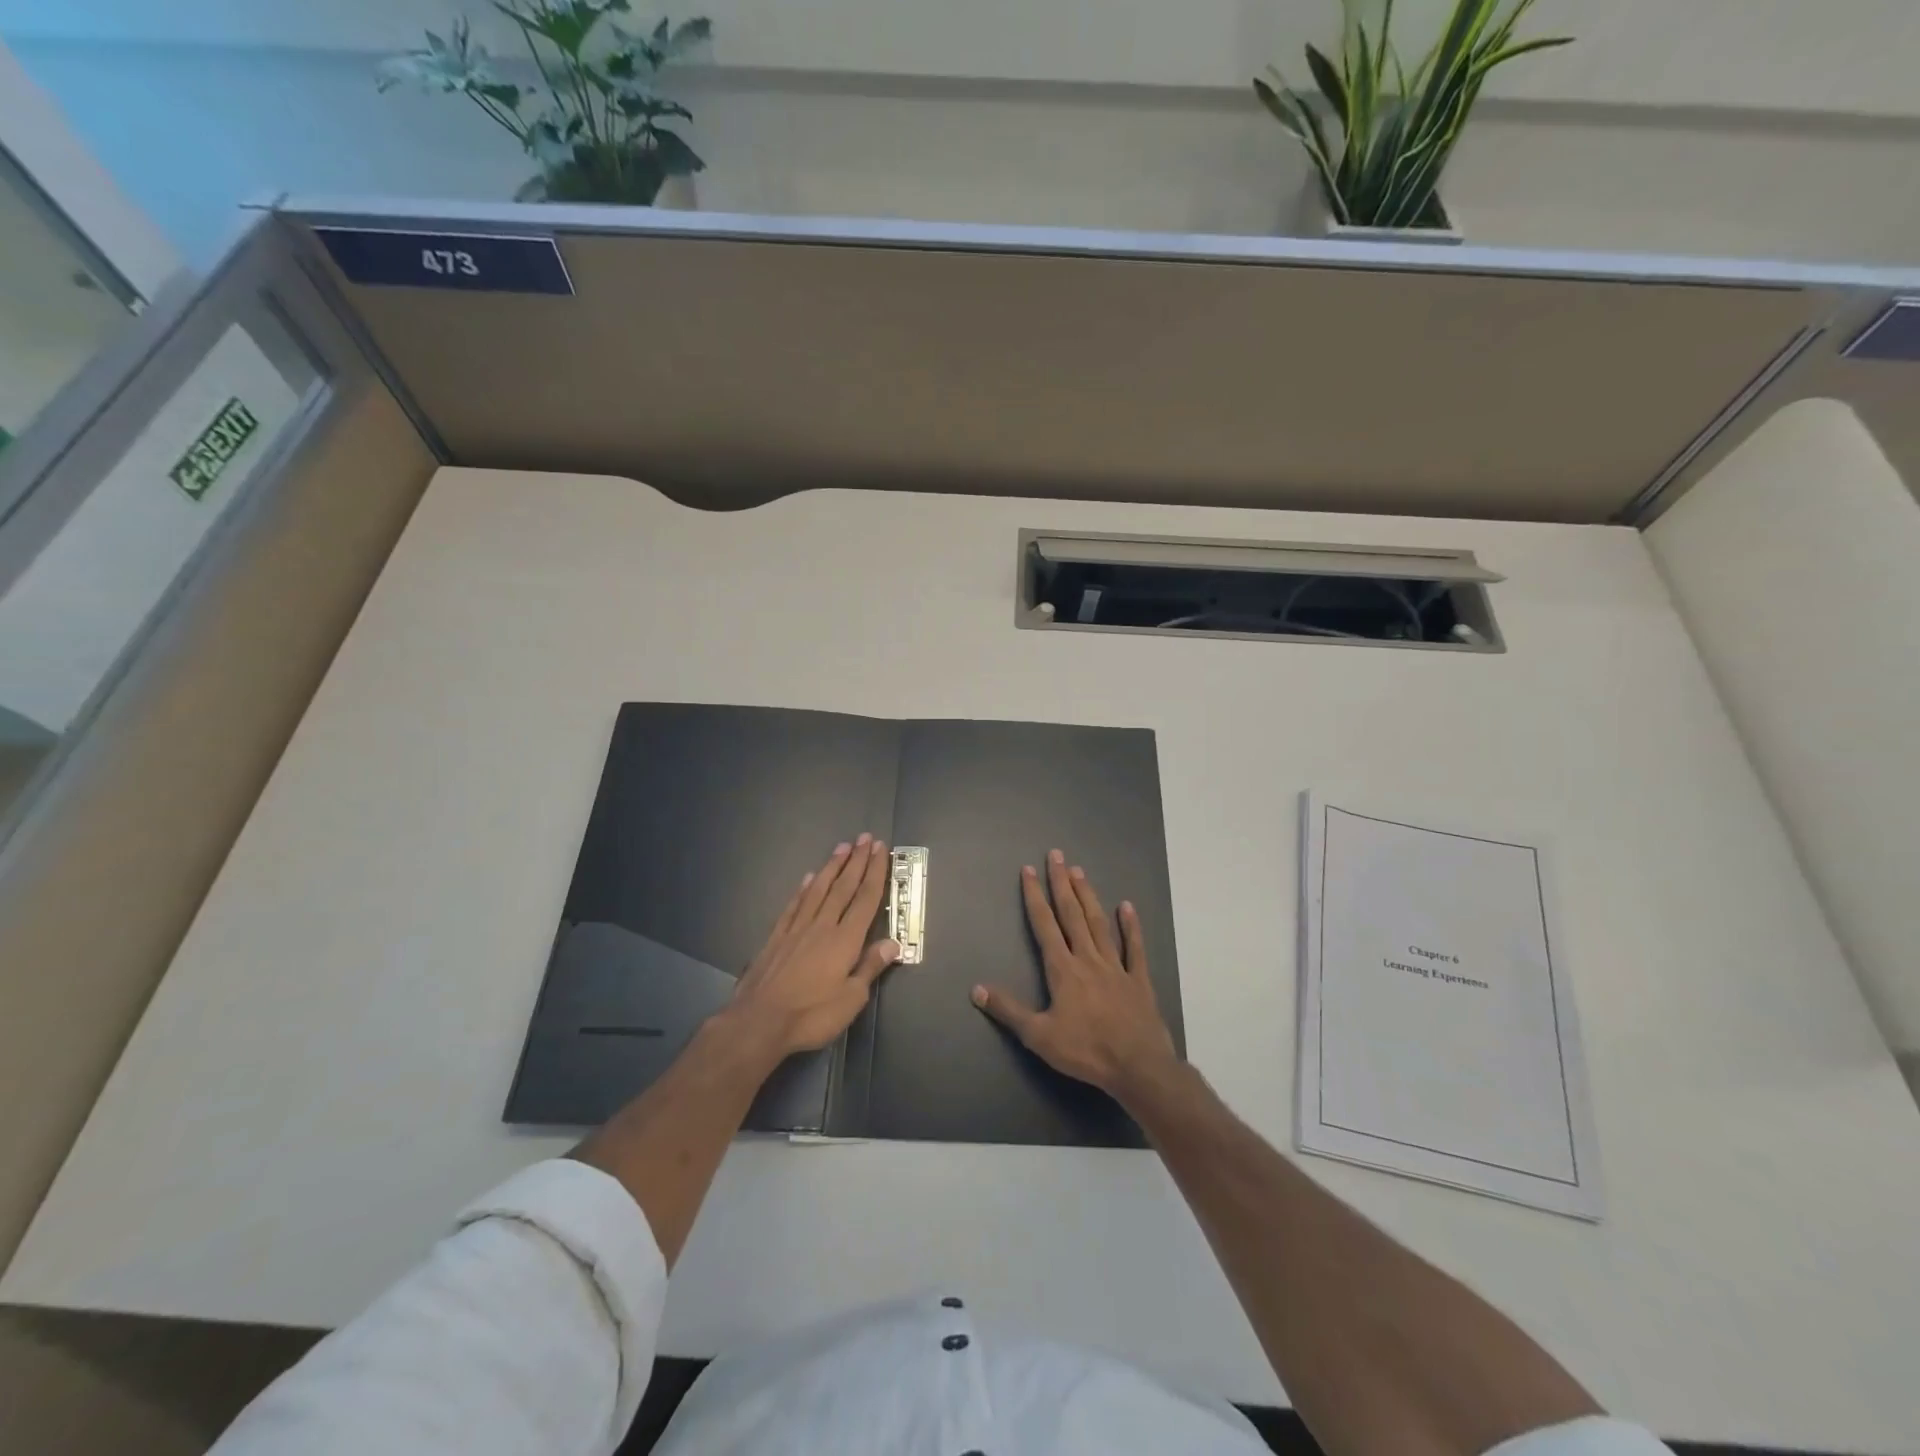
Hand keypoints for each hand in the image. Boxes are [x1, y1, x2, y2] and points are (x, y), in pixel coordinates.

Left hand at [726, 834, 900, 1057]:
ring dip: (832, 867)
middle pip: (843, 887)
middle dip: (857, 861)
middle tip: (865, 838)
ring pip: (818, 889)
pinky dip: (803, 889)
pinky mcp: (776, 937)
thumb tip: (893, 944)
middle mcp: (822, 926)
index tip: (880, 849)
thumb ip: (870, 968)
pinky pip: (794, 905)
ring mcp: (797, 929)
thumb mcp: (851, 999)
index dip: (875, 872)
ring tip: (842, 847)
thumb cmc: (811, 1014)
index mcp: (845, 940)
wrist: (759, 1021)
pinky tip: (807, 878)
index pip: (865, 899)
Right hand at [972, 849, 1177, 1097]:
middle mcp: (1088, 959)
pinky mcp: (1138, 980)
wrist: (1138, 1066)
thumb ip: (1008, 1010)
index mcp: (1063, 970)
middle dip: (1061, 884)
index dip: (1035, 897)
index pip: (1044, 925)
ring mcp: (1116, 966)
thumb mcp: (1039, 1036)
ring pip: (1099, 923)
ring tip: (1080, 871)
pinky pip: (1135, 948)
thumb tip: (976, 989)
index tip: (1029, 870)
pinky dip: (1131, 926)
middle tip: (1056, 855)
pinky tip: (1127, 906)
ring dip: (1088, 896)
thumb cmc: (1086, 1051)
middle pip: (1072, 914)